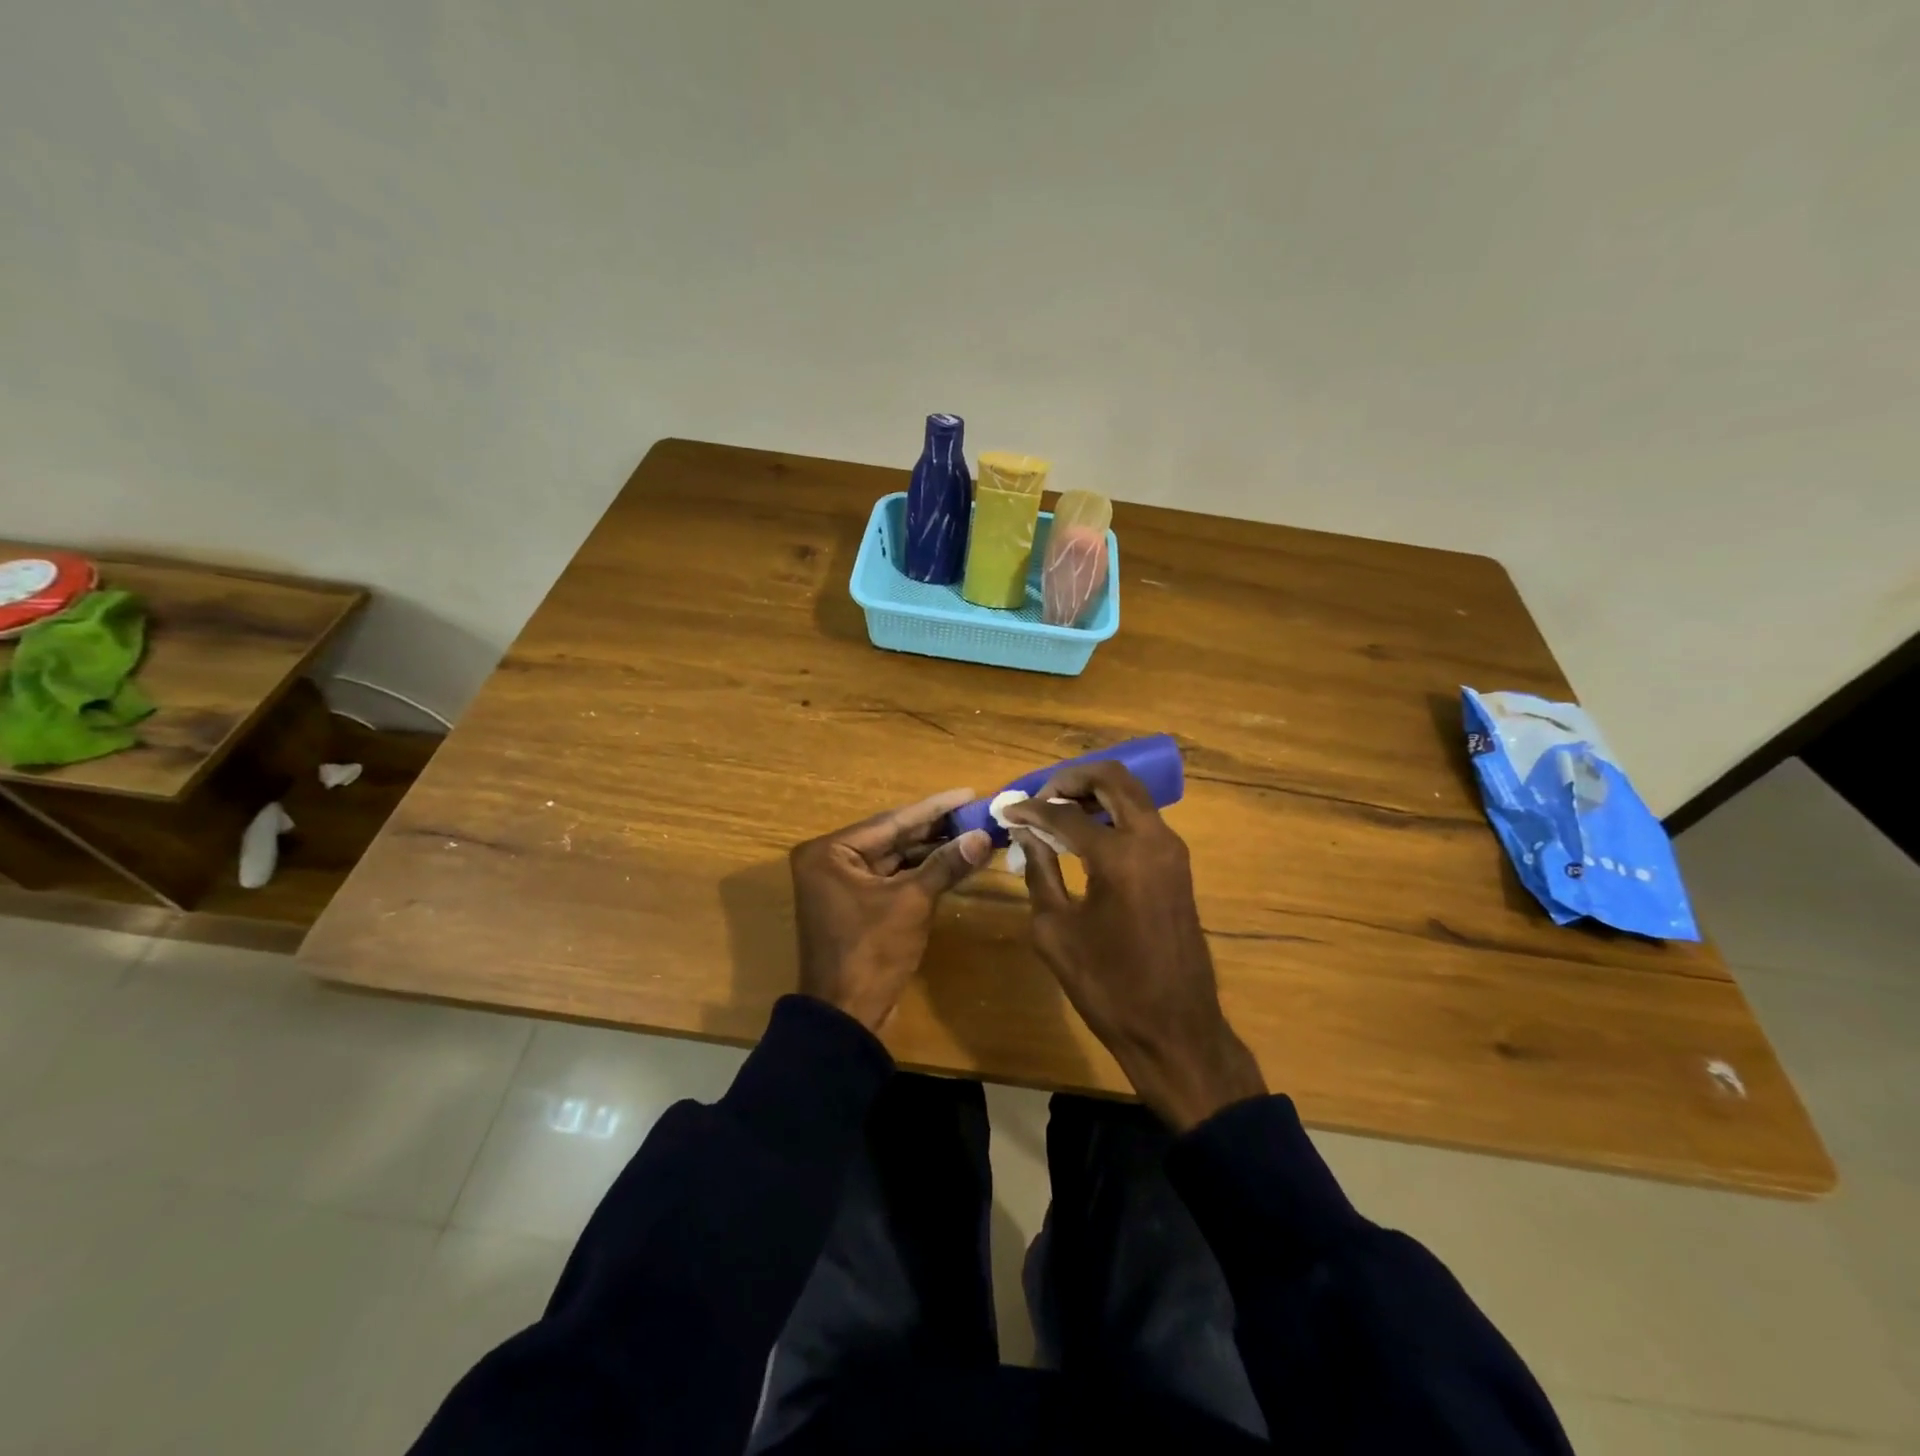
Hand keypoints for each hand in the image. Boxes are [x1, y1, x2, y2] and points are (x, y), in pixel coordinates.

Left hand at [790, 788, 993, 1032]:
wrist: (845, 1017)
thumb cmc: (871, 952)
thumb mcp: (912, 902)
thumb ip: (946, 864)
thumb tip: (983, 837)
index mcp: (830, 852)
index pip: (891, 821)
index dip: (934, 808)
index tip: (968, 793)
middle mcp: (830, 861)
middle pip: (893, 837)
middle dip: (936, 828)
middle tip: (977, 812)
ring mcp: (842, 884)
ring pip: (895, 859)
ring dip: (932, 851)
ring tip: (974, 834)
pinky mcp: (856, 905)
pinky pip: (893, 879)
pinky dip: (922, 873)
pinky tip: (955, 861)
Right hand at [1003, 763, 1266, 1131]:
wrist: (1175, 1029)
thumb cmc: (1108, 986)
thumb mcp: (1056, 931)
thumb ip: (1039, 871)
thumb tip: (1026, 834)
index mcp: (1120, 856)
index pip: (1066, 813)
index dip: (1030, 810)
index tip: (1006, 810)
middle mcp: (1153, 839)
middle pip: (1112, 779)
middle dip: (1071, 779)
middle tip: (1039, 797)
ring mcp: (1172, 850)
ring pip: (1131, 795)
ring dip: (1094, 793)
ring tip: (1056, 813)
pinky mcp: (1178, 865)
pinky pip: (1142, 819)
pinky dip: (1112, 814)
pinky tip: (1084, 834)